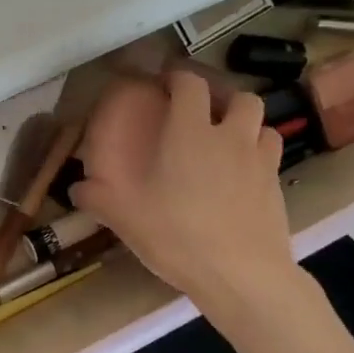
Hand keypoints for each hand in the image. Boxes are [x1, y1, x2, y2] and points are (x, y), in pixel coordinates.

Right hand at [73, 71, 298, 307]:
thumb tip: (75, 188)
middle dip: (221, 96)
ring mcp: (260, 160)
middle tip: (202, 111)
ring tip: (228, 138)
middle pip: (239, 96)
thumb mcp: (126, 218)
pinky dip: (259, 152)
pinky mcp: (277, 186)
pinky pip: (271, 154)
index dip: (178, 77)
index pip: (190, 85)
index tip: (164, 82)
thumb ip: (98, 198)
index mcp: (189, 134)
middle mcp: (229, 137)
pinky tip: (244, 172)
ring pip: (262, 122)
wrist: (242, 275)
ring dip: (245, 122)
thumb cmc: (178, 237)